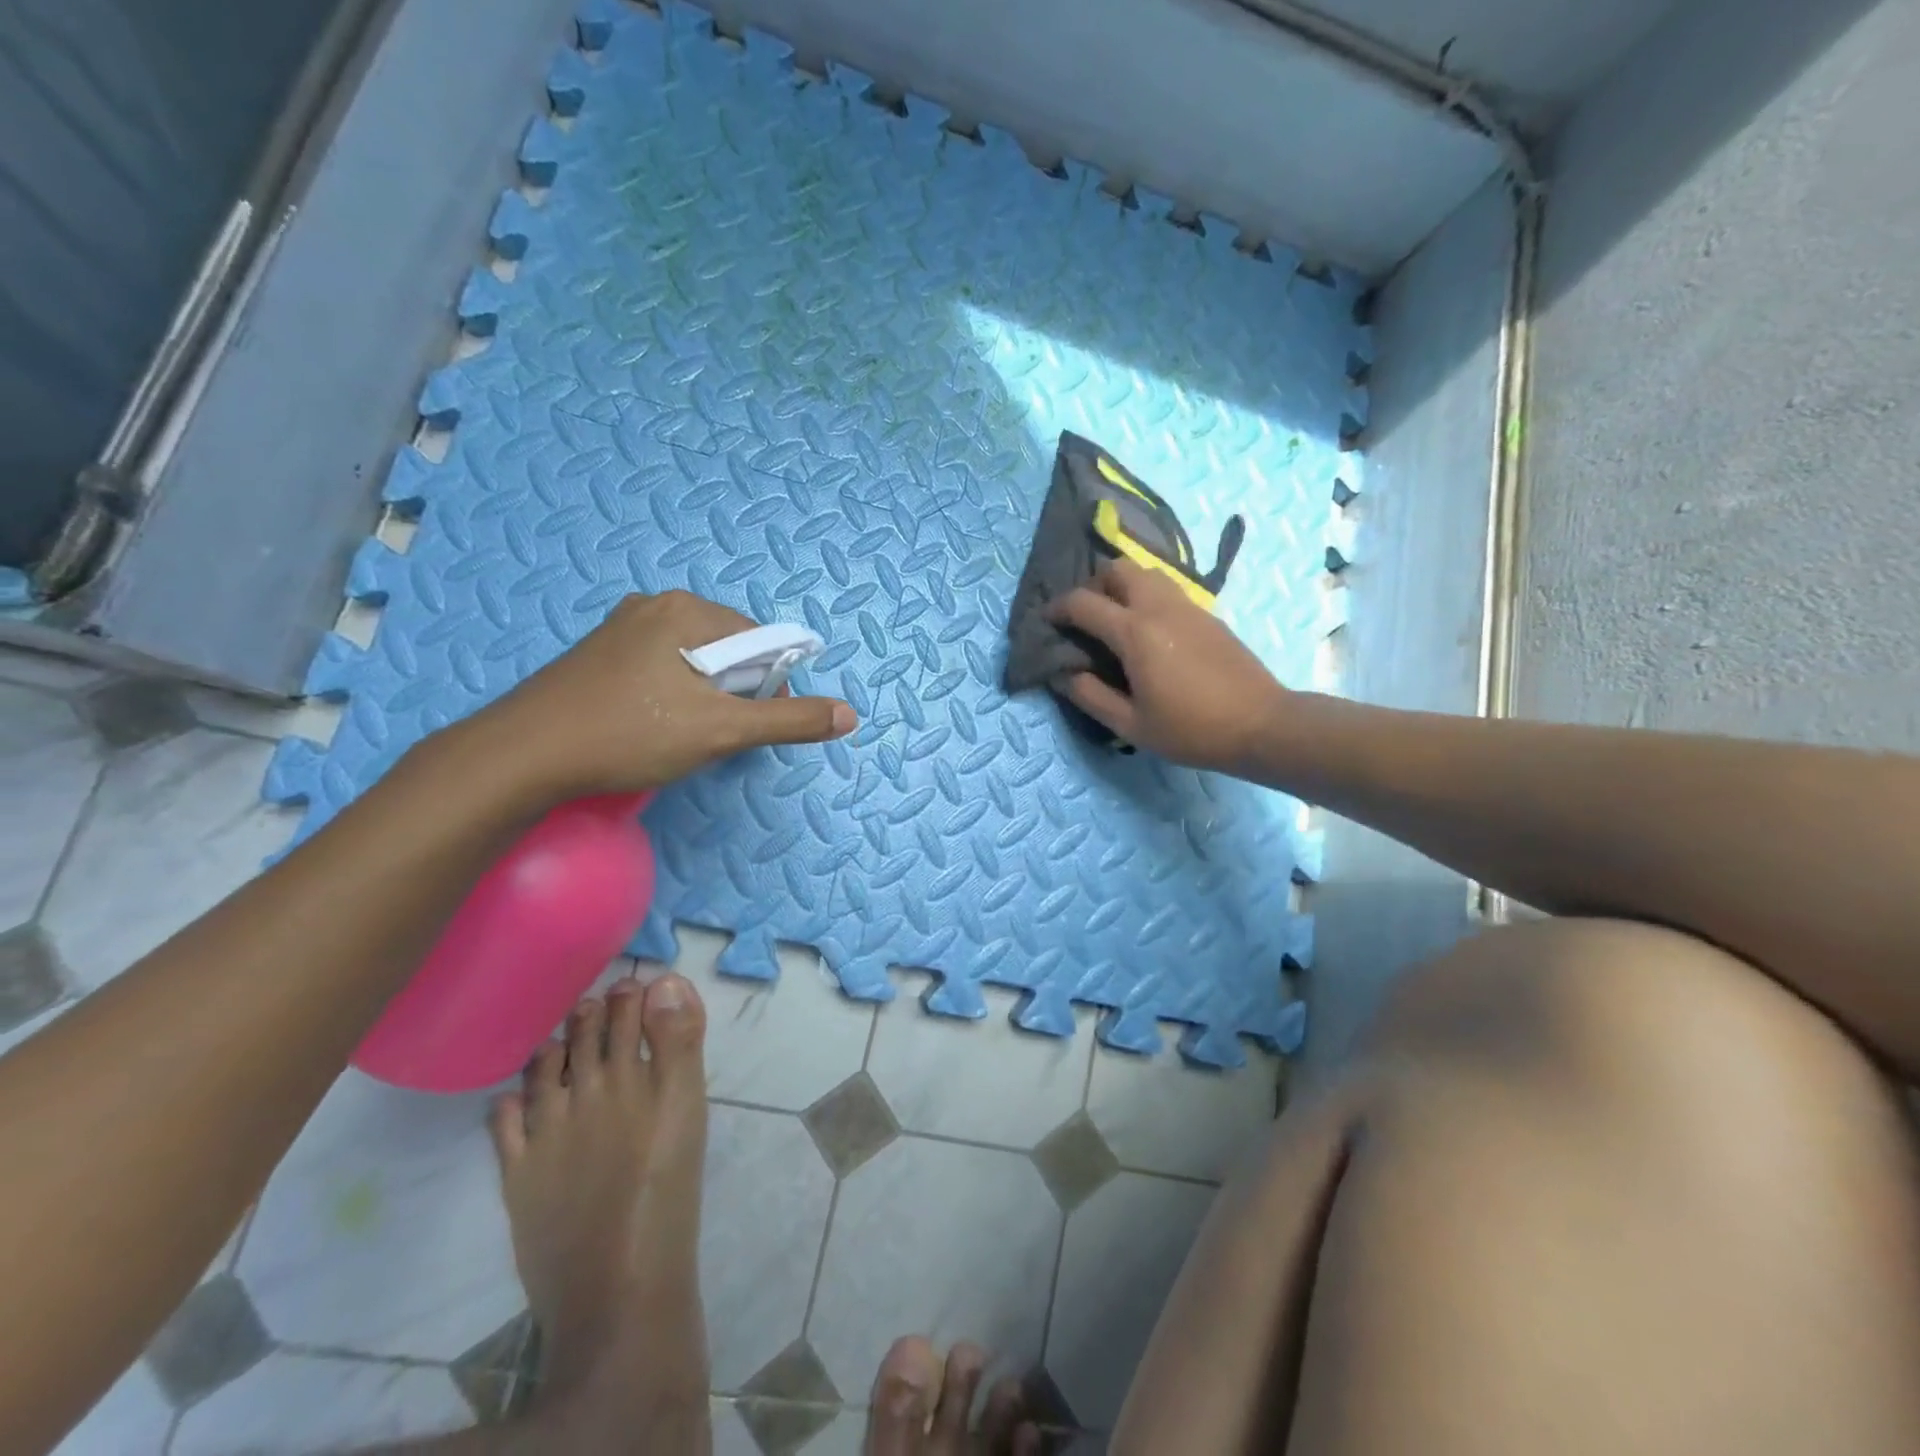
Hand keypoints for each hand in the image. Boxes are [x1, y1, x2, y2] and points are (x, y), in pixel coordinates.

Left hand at [458, 591, 856, 803]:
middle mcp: (655, 605)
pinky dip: (671, 696)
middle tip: (711, 734)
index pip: (761, 641)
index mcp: (686, 609)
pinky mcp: (599, 654)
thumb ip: (789, 720)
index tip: (748, 725)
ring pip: (693, 662)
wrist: (522, 756)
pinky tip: (650, 727)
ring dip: (704, 698)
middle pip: (728, 649)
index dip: (769, 686)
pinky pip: (660, 668)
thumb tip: (850, 715)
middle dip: (733, 693)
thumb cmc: (630, 734)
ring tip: (679, 735)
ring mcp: (622, 628)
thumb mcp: (722, 730)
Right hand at [1044, 561, 1288, 774]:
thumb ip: (1090, 696)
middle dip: (1093, 585)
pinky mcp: (1207, 614)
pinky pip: (1166, 590)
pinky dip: (1146, 597)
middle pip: (1117, 568)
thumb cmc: (1191, 730)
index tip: (1046, 622)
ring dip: (1122, 587)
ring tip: (1115, 621)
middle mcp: (1159, 607)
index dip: (1057, 608)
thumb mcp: (1131, 725)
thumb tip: (1063, 674)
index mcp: (1135, 632)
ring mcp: (1188, 606)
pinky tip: (1147, 633)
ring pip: (1146, 573)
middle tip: (1086, 618)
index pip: (1083, 602)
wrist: (1262, 724)